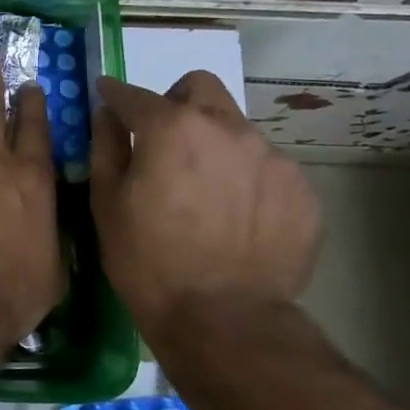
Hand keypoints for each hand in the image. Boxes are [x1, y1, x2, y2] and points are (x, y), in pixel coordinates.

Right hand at [91, 70, 321, 343]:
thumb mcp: (107, 202)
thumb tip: (109, 114)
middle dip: (176, 102)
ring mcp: (272, 158)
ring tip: (204, 193)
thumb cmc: (148, 260)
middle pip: (200, 88)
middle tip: (163, 140)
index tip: (107, 97)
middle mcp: (228, 128)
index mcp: (173, 127)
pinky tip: (235, 220)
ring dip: (214, 144)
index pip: (135, 95)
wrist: (224, 321)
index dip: (115, 94)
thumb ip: (106, 145)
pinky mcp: (302, 192)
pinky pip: (265, 170)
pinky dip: (245, 181)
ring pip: (236, 130)